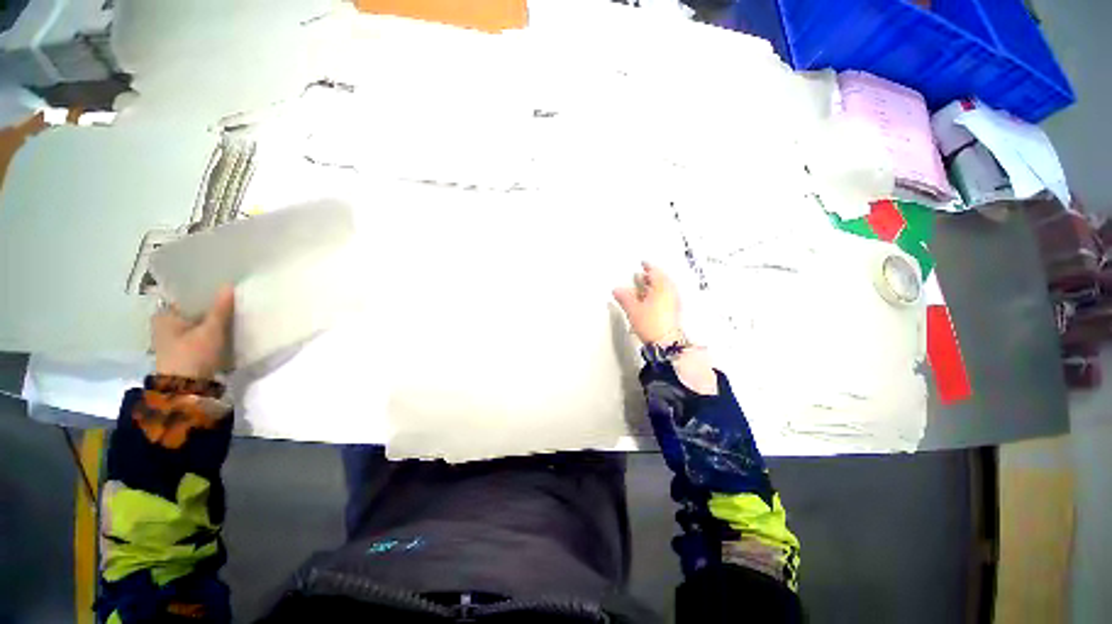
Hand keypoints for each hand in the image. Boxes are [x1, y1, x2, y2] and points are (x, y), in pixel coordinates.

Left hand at [153, 286, 234, 379]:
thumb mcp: (211, 330)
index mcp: (163, 315)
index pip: (185, 296)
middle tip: (230, 298)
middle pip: (191, 309)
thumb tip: (228, 285)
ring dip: (211, 319)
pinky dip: (209, 330)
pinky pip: (198, 333)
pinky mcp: (182, 350)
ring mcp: (172, 339)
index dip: (204, 291)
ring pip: (195, 322)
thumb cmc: (193, 355)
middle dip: (209, 306)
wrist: (187, 389)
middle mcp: (164, 324)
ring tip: (231, 311)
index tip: (221, 286)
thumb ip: (220, 309)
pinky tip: (224, 327)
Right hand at [612, 261, 681, 344]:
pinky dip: (658, 295)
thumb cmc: (653, 325)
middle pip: (661, 279)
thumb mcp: (633, 309)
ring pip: (664, 288)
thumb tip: (617, 290)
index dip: (647, 266)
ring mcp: (674, 302)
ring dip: (654, 286)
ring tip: (643, 289)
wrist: (666, 342)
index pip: (655, 271)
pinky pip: (666, 297)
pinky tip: (650, 301)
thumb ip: (624, 297)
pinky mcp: (674, 311)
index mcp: (662, 287)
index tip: (643, 263)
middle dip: (650, 277)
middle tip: (641, 275)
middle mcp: (670, 293)